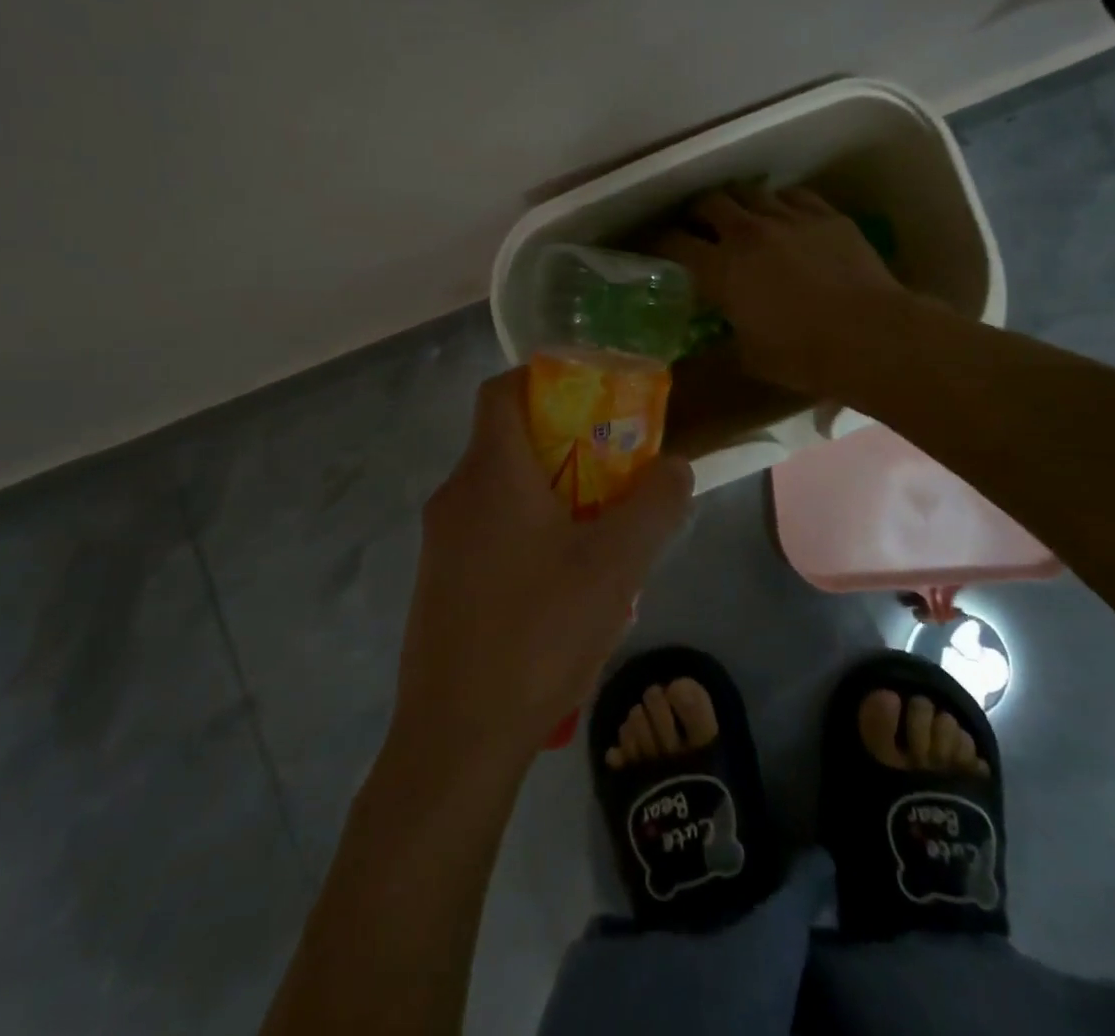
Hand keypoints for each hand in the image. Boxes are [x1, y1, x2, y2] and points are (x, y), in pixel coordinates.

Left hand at [392, 370, 693, 772]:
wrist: (457, 736)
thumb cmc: (539, 632)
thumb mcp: (617, 565)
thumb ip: (655, 505)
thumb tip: (675, 466)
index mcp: (491, 473)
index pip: (502, 390)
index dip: (544, 378)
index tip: (590, 397)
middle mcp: (456, 494)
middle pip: (508, 440)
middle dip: (565, 446)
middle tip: (614, 473)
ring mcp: (440, 541)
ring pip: (502, 491)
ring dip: (551, 496)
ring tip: (599, 537)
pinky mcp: (439, 581)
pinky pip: (488, 532)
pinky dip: (527, 533)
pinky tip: (563, 588)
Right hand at [657, 186, 913, 396]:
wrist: (870, 337)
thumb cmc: (802, 355)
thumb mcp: (747, 356)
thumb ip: (725, 334)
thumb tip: (716, 331)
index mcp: (721, 269)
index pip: (673, 243)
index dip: (657, 243)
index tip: (653, 249)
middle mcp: (748, 233)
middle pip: (709, 203)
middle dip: (696, 213)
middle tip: (697, 228)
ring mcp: (789, 218)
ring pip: (750, 192)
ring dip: (737, 204)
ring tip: (739, 218)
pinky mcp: (825, 216)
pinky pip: (792, 195)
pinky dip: (778, 203)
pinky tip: (782, 216)